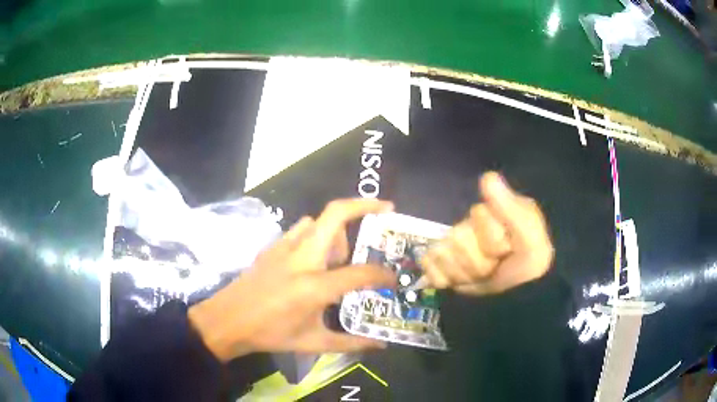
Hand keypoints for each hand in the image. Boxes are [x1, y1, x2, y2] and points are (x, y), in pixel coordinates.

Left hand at [188, 199, 396, 361]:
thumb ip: (351, 343)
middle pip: (336, 214)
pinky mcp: (272, 247)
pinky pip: (300, 230)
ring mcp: (285, 248)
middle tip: (386, 210)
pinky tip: (314, 257)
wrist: (228, 320)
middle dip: (365, 205)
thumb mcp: (313, 343)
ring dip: (337, 228)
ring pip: (318, 220)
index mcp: (315, 286)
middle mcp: (302, 258)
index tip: (393, 278)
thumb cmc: (270, 335)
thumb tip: (381, 345)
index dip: (383, 274)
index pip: (361, 272)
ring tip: (343, 253)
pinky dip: (316, 233)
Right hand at [421, 172, 552, 294]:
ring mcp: (452, 243)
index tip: (508, 248)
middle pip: (457, 238)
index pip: (478, 215)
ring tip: (481, 275)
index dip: (493, 239)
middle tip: (495, 266)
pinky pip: (428, 264)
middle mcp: (469, 223)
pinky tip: (459, 281)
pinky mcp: (438, 261)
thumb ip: (511, 209)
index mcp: (491, 211)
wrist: (515, 295)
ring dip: (464, 273)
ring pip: (443, 254)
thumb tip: (488, 176)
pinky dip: (443, 278)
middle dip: (478, 261)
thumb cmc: (526, 264)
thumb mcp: (529, 238)